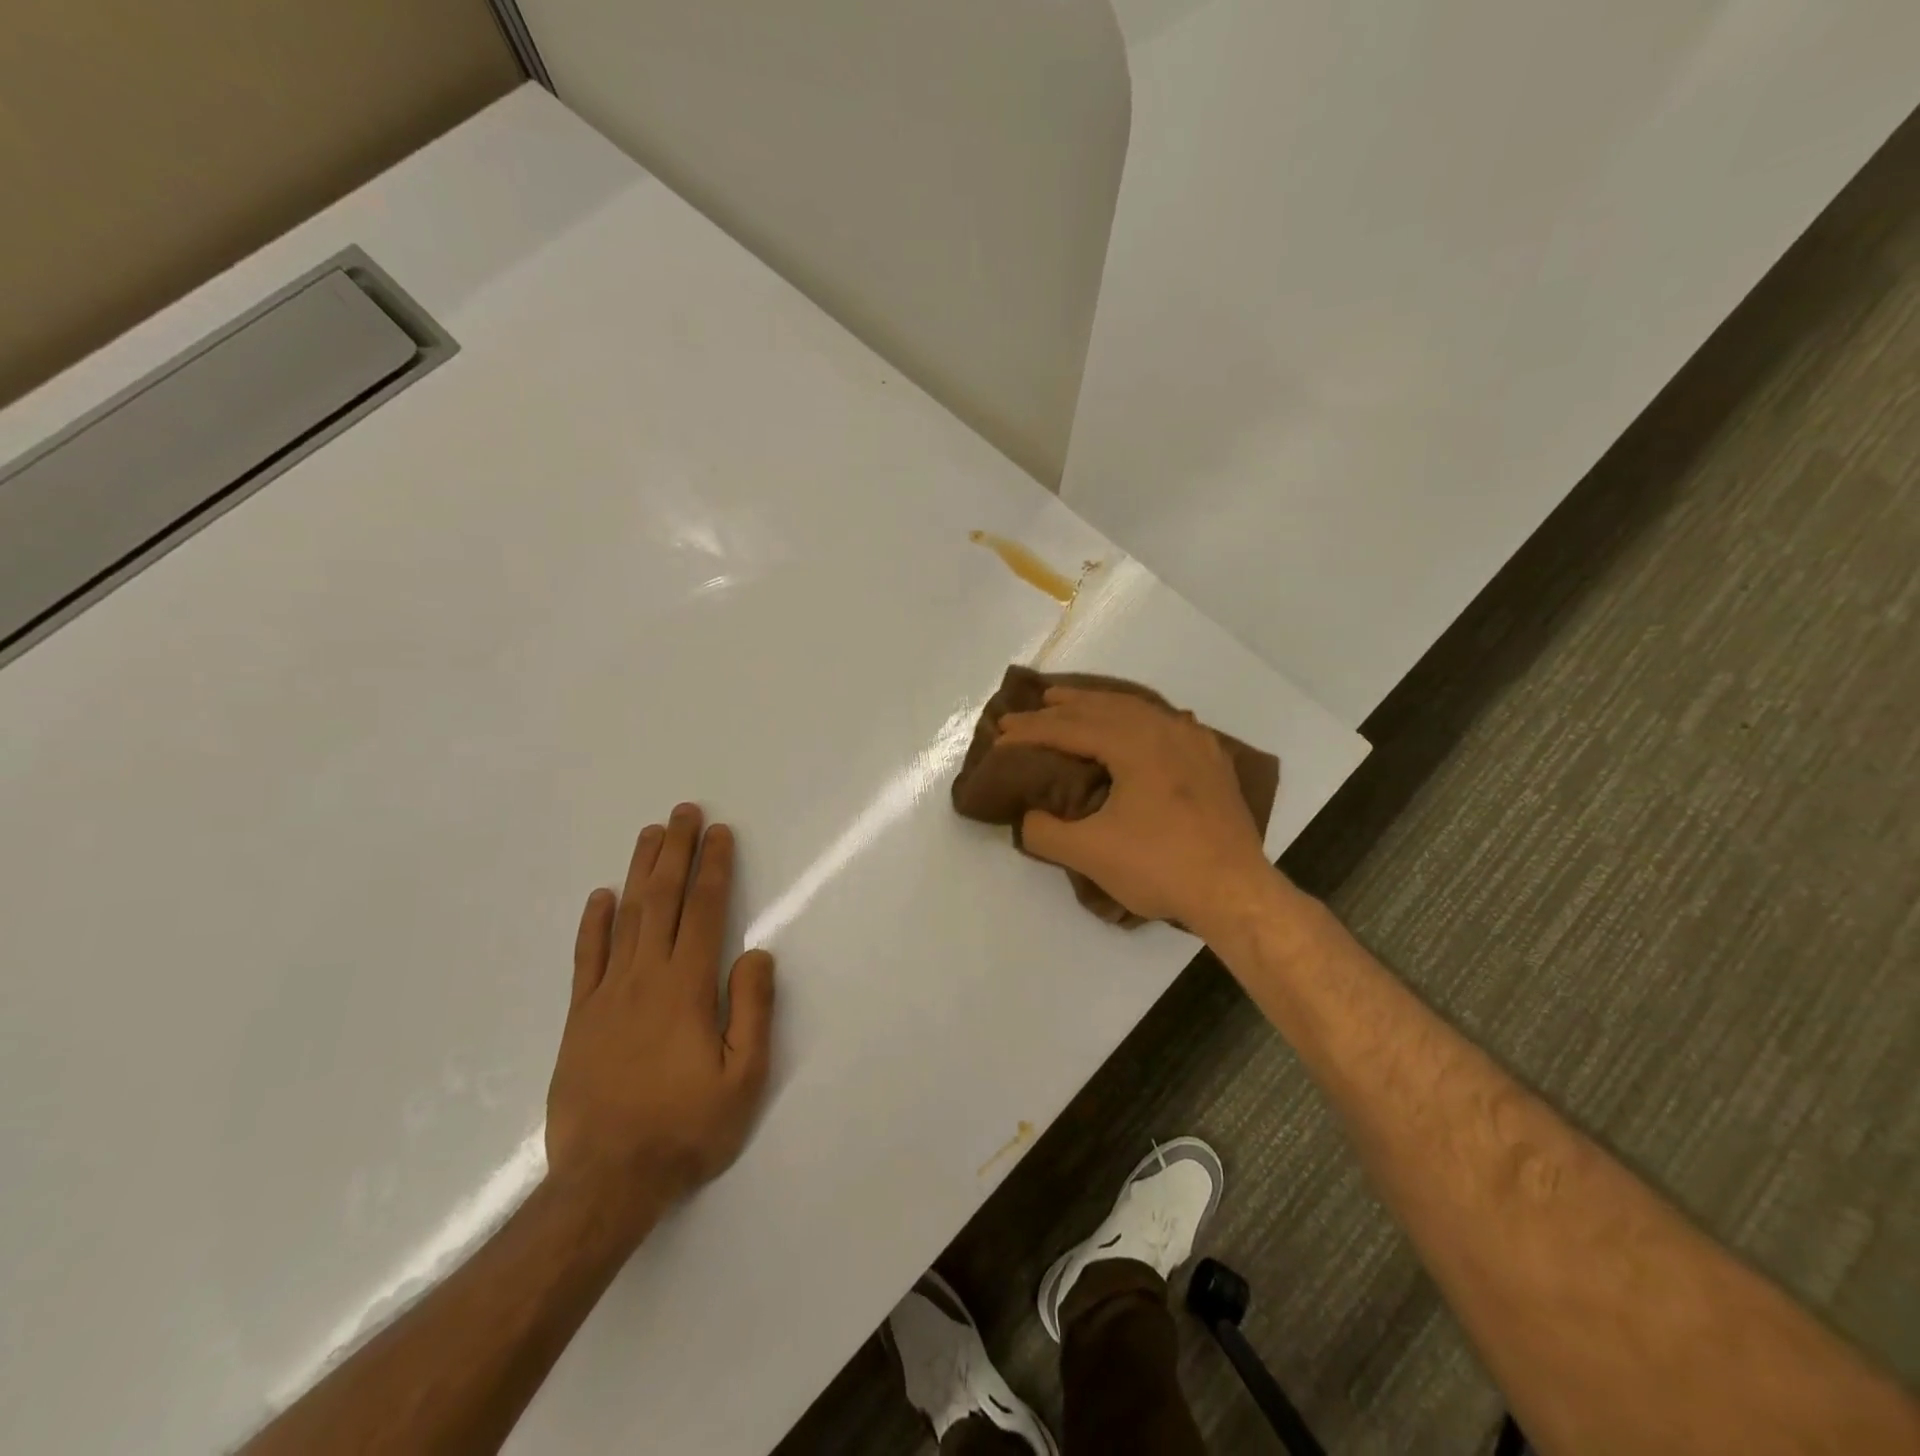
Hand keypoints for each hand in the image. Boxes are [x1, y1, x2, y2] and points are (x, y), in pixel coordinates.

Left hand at [545, 804, 775, 1216]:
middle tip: (684, 811)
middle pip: (662, 899)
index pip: (704, 911)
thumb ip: (752, 1009)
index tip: (720, 833)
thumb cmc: (686, 1128)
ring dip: (640, 871)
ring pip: (625, 917)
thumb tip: (757, 952)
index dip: (713, 867)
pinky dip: (593, 923)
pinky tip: (601, 896)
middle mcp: (645, 978)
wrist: (605, 1183)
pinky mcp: (579, 1018)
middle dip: (676, 851)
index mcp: (688, 988)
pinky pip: (586, 958)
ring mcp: (606, 995)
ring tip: (650, 834)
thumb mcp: (743, 1078)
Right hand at [996, 688, 1274, 930]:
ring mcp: (1194, 742)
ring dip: (1098, 707)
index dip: (1031, 731)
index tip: (999, 735)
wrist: (1236, 892)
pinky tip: (1131, 726)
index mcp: (1135, 743)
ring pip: (1137, 710)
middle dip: (1061, 708)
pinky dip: (1134, 719)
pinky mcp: (1211, 761)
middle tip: (1026, 710)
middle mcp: (1166, 729)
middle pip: (1103, 707)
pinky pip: (1163, 724)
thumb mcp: (1089, 853)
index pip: (1071, 728)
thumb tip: (1028, 818)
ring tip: (1069, 706)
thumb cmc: (1160, 867)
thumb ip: (1045, 831)